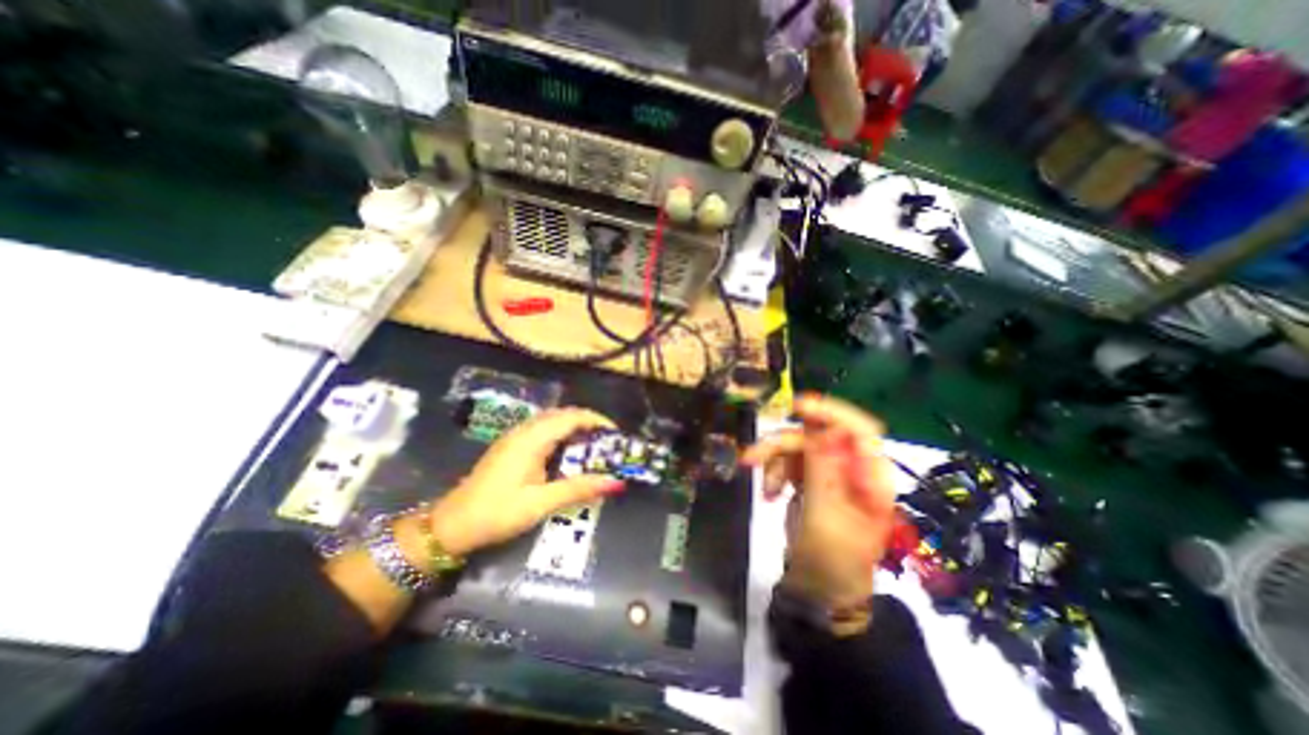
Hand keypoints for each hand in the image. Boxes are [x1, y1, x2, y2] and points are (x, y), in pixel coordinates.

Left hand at [423, 409, 618, 557]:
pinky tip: (566, 452)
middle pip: (562, 414)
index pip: (571, 417)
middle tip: (607, 441)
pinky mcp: (510, 446)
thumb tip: (615, 483)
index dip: (596, 420)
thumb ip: (578, 489)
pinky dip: (561, 434)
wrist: (451, 526)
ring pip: (551, 420)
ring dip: (574, 427)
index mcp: (532, 439)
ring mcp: (515, 437)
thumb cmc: (497, 513)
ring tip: (592, 445)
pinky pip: (542, 430)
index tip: (615, 434)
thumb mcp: (541, 503)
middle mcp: (524, 431)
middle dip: (587, 422)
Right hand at [740, 393, 894, 611]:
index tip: (799, 406)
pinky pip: (788, 461)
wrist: (817, 590)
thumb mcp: (825, 515)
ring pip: (797, 446)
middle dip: (783, 445)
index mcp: (870, 478)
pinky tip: (769, 493)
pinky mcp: (810, 479)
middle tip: (752, 456)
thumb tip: (819, 428)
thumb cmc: (831, 560)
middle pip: (817, 436)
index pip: (860, 431)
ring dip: (774, 460)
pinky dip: (774, 472)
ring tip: (764, 488)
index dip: (832, 413)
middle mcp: (852, 469)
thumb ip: (823, 469)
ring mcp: (829, 473)